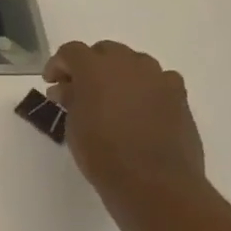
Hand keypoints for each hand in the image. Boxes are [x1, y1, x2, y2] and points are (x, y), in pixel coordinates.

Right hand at [44, 40, 205, 202]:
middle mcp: (129, 65)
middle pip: (105, 51)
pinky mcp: (179, 95)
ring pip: (134, 62)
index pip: (71, 51)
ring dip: (118, 74)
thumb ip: (70, 100)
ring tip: (109, 99)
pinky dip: (144, 87)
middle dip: (89, 65)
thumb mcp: (73, 126)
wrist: (152, 180)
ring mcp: (158, 78)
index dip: (58, 64)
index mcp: (96, 69)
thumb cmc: (102, 154)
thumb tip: (67, 89)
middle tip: (78, 89)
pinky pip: (158, 80)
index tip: (52, 83)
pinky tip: (138, 108)